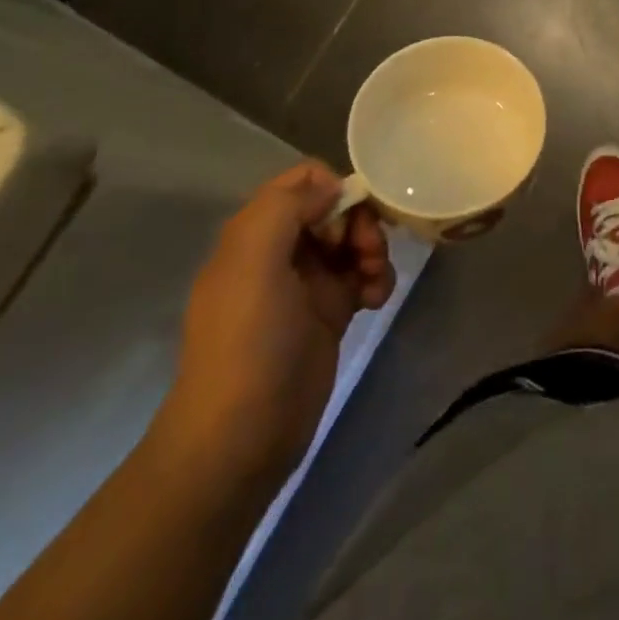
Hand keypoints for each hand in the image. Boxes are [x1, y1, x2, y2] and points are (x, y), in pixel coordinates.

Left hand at [152, 163, 395, 483]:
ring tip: (376, 281)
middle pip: (335, 208)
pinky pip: (362, 277)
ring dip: (374, 250)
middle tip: (368, 252)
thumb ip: (286, 206)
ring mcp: (306, 284)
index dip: (333, 188)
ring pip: (352, 241)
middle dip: (360, 222)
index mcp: (256, 232)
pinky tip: (377, 301)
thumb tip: (332, 188)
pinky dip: (376, 280)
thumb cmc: (247, 342)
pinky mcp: (329, 315)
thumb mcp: (253, 261)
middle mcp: (281, 250)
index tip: (347, 218)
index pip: (303, 180)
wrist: (241, 439)